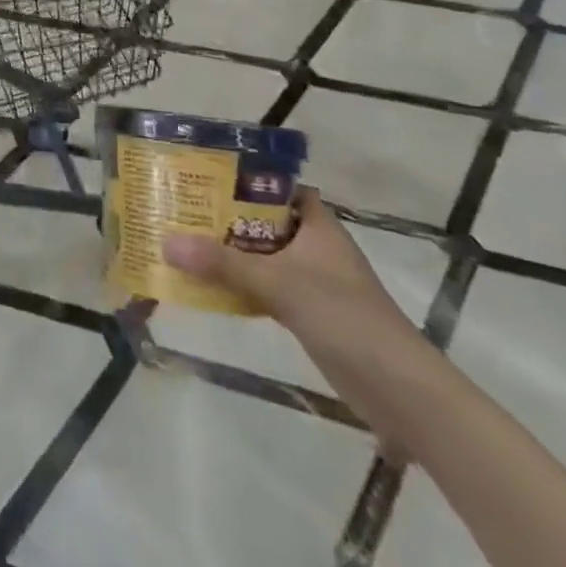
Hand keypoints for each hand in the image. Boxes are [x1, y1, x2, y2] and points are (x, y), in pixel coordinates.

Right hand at [161, 187, 410, 340]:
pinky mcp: (311, 315)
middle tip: (184, 208)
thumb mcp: (278, 284)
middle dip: (228, 217)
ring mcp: (315, 283)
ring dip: (231, 254)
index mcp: (319, 226)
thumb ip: (222, 264)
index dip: (248, 179)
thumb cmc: (344, 317)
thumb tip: (166, 242)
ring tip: (186, 242)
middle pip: (266, 222)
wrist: (400, 391)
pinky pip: (267, 289)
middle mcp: (317, 248)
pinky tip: (210, 288)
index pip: (281, 188)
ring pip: (265, 257)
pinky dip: (242, 286)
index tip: (207, 175)